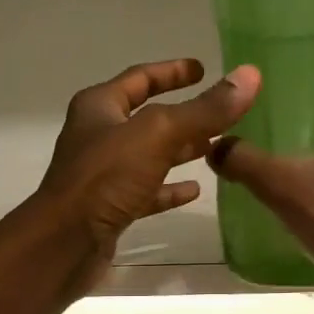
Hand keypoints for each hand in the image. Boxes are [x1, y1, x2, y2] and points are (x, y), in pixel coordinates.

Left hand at [29, 58, 260, 286]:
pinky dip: (169, 189)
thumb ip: (205, 109)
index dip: (172, 71)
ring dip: (180, 151)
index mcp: (100, 107)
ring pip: (149, 155)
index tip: (201, 68)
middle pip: (147, 118)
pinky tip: (194, 190)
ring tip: (217, 149)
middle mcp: (98, 136)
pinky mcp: (110, 208)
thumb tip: (249, 76)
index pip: (140, 78)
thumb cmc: (105, 178)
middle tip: (221, 113)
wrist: (64, 244)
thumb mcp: (158, 135)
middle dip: (184, 115)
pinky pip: (146, 191)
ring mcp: (103, 174)